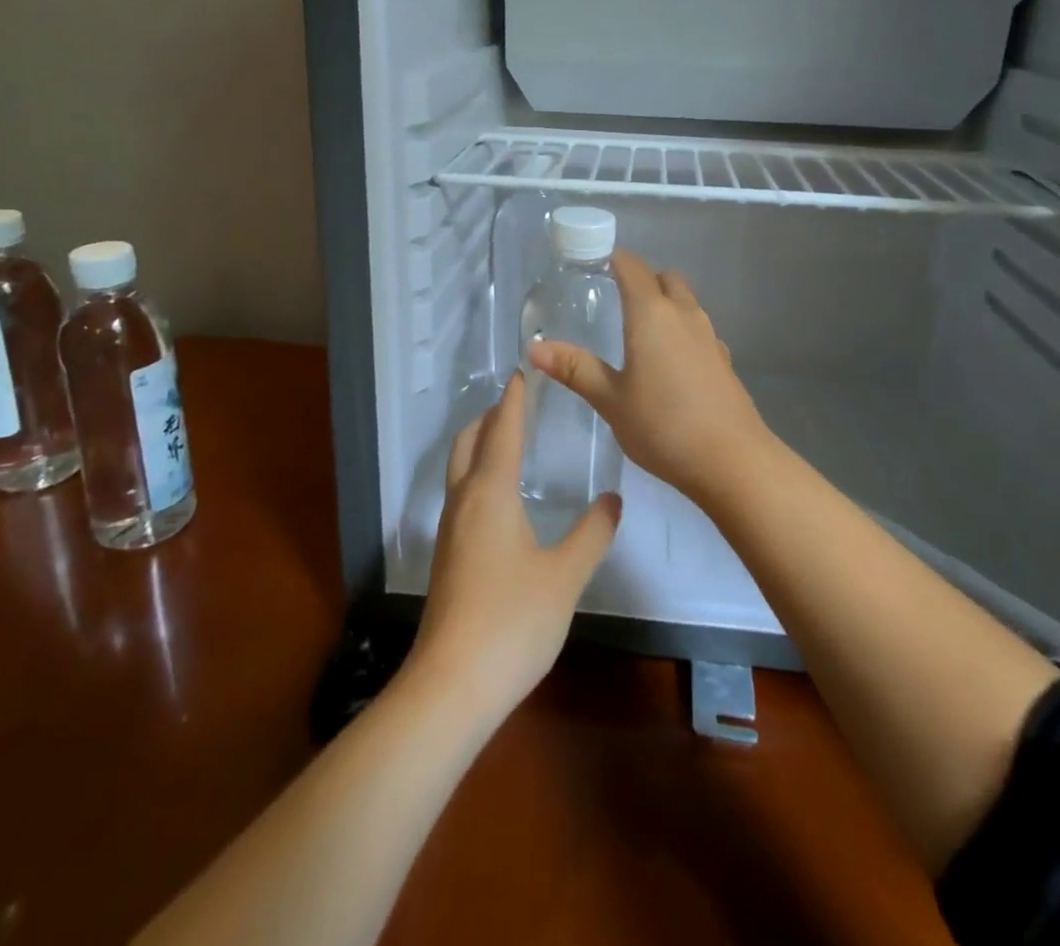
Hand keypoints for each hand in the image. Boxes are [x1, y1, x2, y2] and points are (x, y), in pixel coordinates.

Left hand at [409, 372, 620, 721]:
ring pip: (459, 470)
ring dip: (479, 445)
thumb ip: (592, 534)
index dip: (514, 401)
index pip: (503, 431)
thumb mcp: (564, 576)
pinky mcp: (447, 558)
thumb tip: (613, 499)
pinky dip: (476, 475)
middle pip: (469, 443)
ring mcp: (450, 532)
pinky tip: (498, 498)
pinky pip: (460, 495)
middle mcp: (464, 502)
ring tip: (506, 441)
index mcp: (490, 493)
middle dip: (489, 418)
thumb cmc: (512, 621)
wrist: (451, 685)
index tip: (521, 373)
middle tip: (514, 403)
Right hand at [529, 249, 775, 505]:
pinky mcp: (724, 360)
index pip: (633, 267)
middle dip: (643, 279)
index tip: (595, 263)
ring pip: (686, 303)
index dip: (615, 259)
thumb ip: (576, 369)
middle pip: (665, 279)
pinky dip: (681, 331)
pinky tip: (669, 362)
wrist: (732, 460)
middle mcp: (684, 315)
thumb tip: (535, 348)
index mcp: (652, 314)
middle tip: (616, 298)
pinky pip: (698, 330)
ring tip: (639, 330)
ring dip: (665, 304)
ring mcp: (709, 336)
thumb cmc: (663, 425)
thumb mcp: (610, 400)